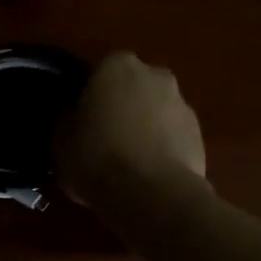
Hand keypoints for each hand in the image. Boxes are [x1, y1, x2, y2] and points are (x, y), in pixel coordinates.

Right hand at [55, 52, 205, 206]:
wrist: (152, 194)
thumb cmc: (97, 159)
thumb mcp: (60, 142)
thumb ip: (64, 120)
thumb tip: (68, 115)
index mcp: (115, 66)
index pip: (97, 72)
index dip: (88, 97)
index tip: (80, 120)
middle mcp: (154, 74)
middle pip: (132, 87)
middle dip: (121, 106)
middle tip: (104, 138)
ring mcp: (182, 103)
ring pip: (156, 111)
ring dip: (145, 127)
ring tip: (128, 162)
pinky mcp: (199, 134)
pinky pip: (173, 136)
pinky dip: (162, 148)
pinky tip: (148, 175)